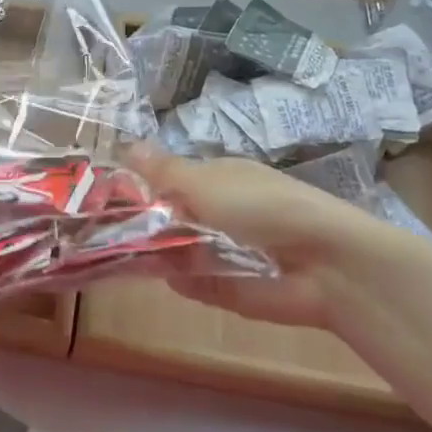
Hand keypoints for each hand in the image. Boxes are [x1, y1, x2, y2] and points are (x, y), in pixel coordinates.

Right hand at [129, 147, 431, 333]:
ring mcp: (224, 251)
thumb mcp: (206, 183)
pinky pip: (194, 282)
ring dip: (157, 253)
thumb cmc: (263, 208)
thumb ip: (163, 173)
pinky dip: (180, 281)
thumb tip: (126, 144)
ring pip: (178, 250)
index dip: (140, 185)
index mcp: (219, 178)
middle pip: (171, 216)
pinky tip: (159, 278)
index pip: (170, 179)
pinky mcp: (230, 287)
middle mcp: (220, 211)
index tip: (104, 195)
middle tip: (105, 229)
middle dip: (143, 222)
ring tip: (120, 254)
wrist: (327, 265)